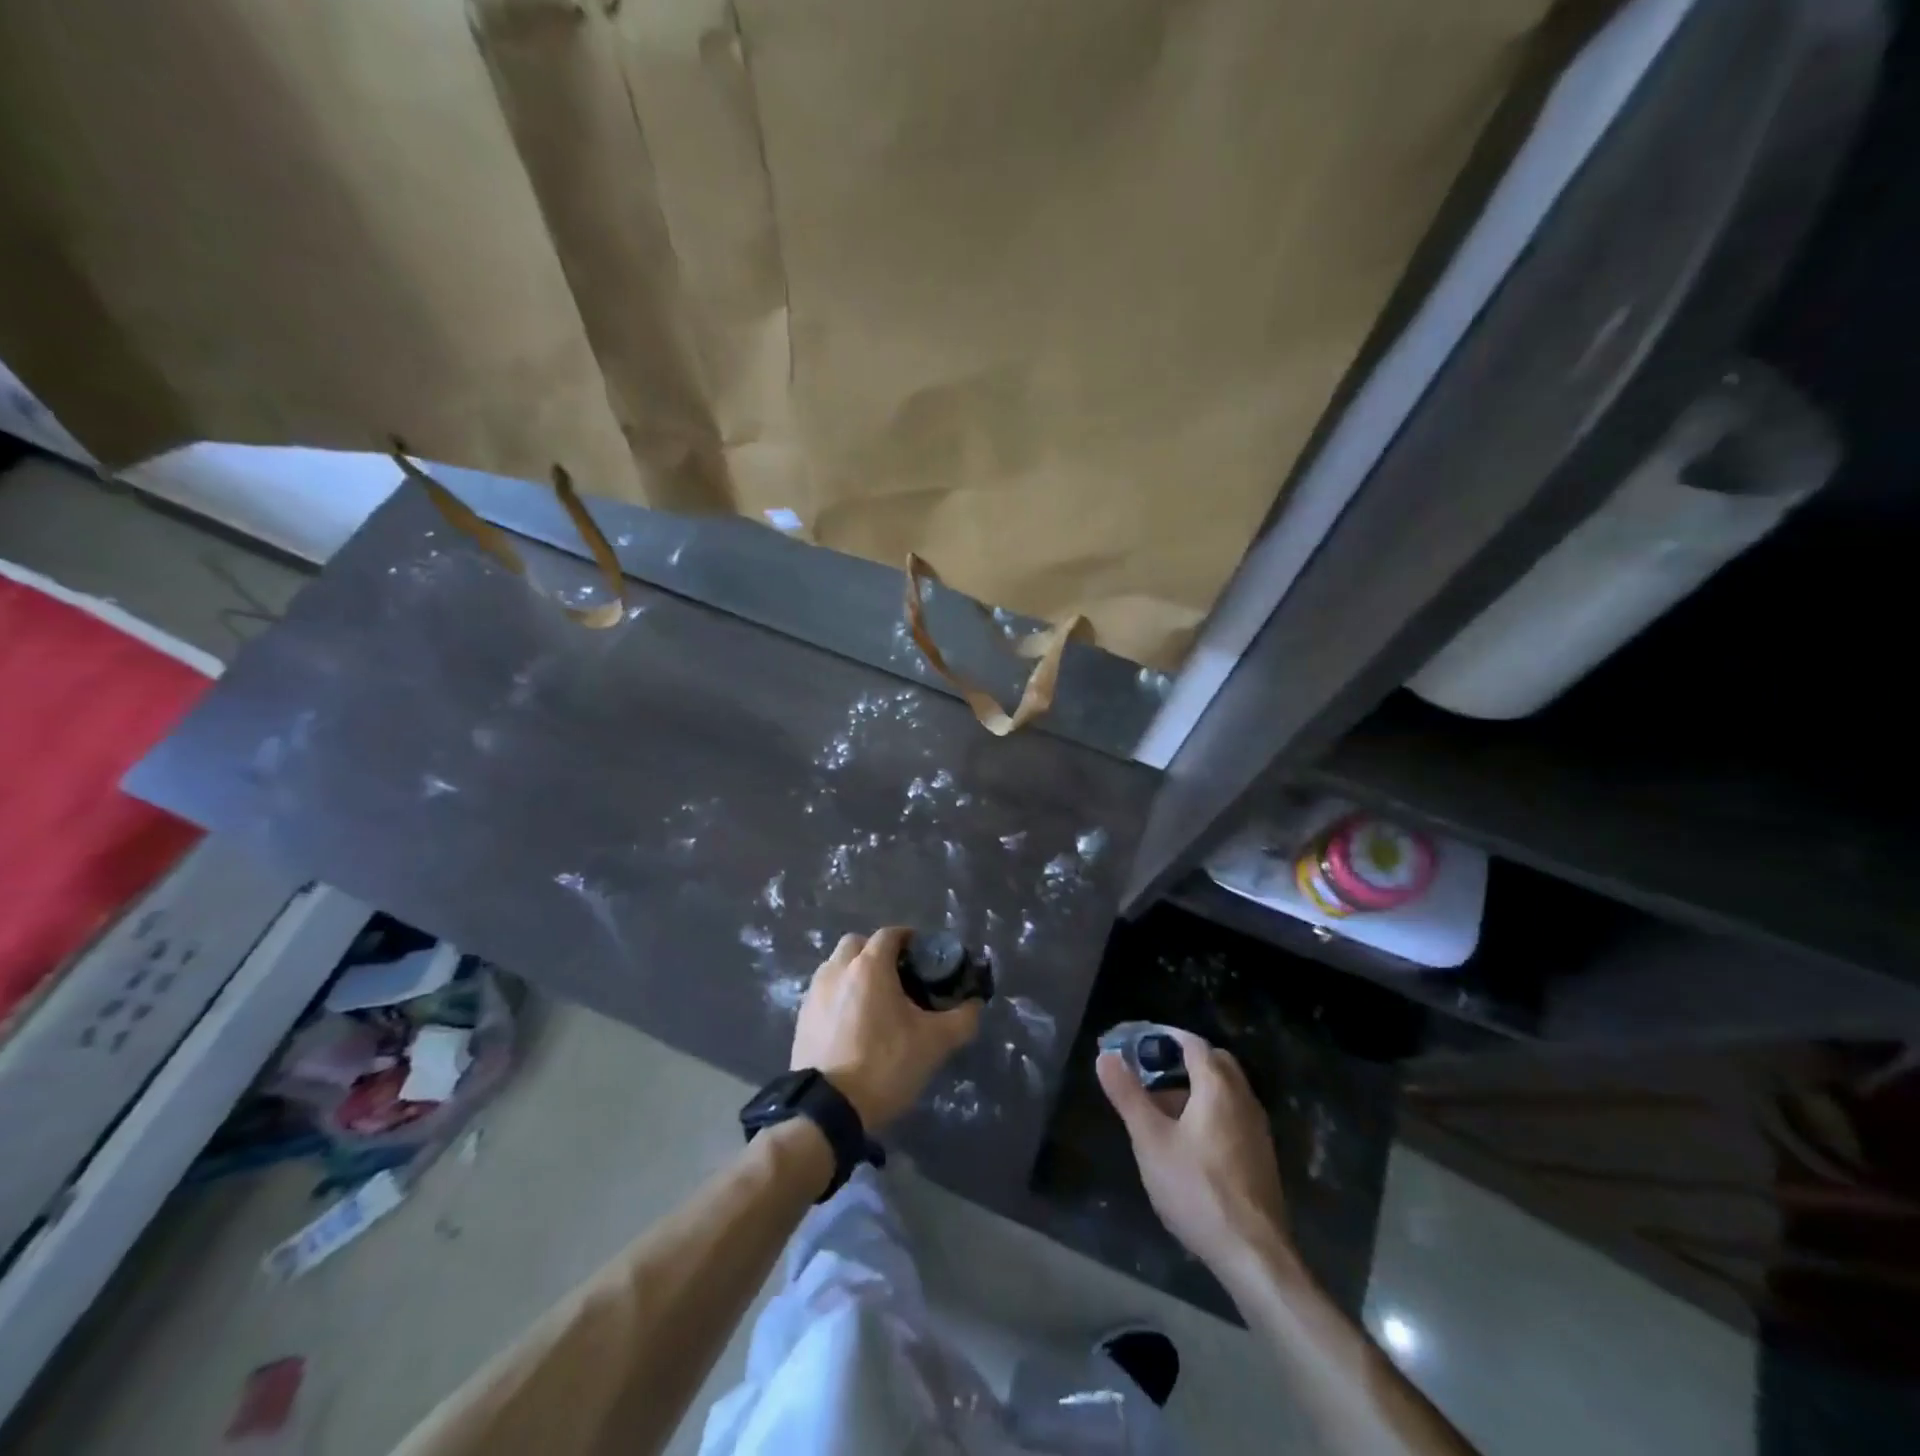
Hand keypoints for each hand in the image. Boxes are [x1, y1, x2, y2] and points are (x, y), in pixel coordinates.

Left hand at [792, 928, 981, 1130]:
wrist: (826, 1110)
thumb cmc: (884, 1065)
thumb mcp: (934, 1043)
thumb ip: (962, 1019)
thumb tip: (975, 1005)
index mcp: (869, 966)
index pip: (890, 934)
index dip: (909, 939)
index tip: (923, 956)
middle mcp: (837, 969)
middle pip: (857, 944)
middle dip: (876, 952)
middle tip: (897, 976)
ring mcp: (814, 993)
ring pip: (836, 966)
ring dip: (854, 972)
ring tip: (874, 1000)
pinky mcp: (801, 1018)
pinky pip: (823, 992)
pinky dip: (838, 995)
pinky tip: (852, 1023)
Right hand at [1097, 1028, 1292, 1276]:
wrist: (1253, 1254)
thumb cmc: (1197, 1188)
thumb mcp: (1150, 1140)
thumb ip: (1128, 1095)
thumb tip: (1106, 1056)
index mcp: (1218, 1086)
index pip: (1192, 1043)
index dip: (1163, 1037)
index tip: (1135, 1044)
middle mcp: (1243, 1098)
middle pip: (1213, 1062)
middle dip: (1181, 1061)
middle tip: (1149, 1075)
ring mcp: (1257, 1128)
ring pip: (1225, 1090)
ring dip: (1196, 1088)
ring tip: (1161, 1110)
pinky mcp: (1261, 1156)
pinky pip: (1233, 1114)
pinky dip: (1210, 1111)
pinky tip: (1188, 1142)